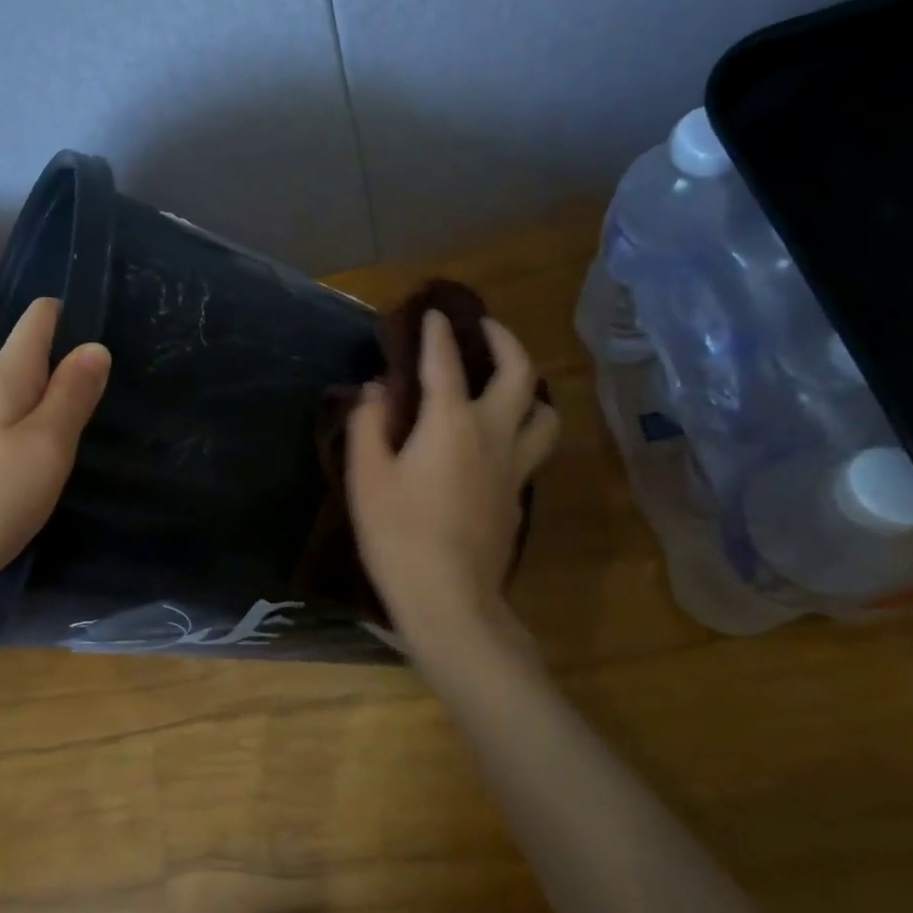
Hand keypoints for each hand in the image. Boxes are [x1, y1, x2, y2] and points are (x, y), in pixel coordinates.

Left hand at [0, 298, 109, 630]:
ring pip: (28, 399)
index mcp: (3, 379)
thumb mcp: (45, 443)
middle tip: (130, 360)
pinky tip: (67, 447)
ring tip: (108, 398)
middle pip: (33, 358)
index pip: (37, 321)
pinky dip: (46, 431)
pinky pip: (20, 434)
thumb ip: (72, 395)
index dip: (70, 310)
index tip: (113, 312)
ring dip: (61, 395)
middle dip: (74, 355)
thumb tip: (95, 346)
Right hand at [345, 310, 559, 635]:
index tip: (432, 313)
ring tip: (506, 385)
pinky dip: (521, 428)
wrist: (449, 600)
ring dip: (530, 389)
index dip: (437, 333)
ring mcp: (515, 468)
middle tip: (486, 329)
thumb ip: (368, 423)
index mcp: (452, 423)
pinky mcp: (519, 497)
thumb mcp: (367, 476)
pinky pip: (532, 448)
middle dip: (505, 341)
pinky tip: (497, 440)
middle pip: (520, 375)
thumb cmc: (399, 534)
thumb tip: (377, 390)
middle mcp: (493, 435)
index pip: (446, 362)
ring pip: (545, 414)